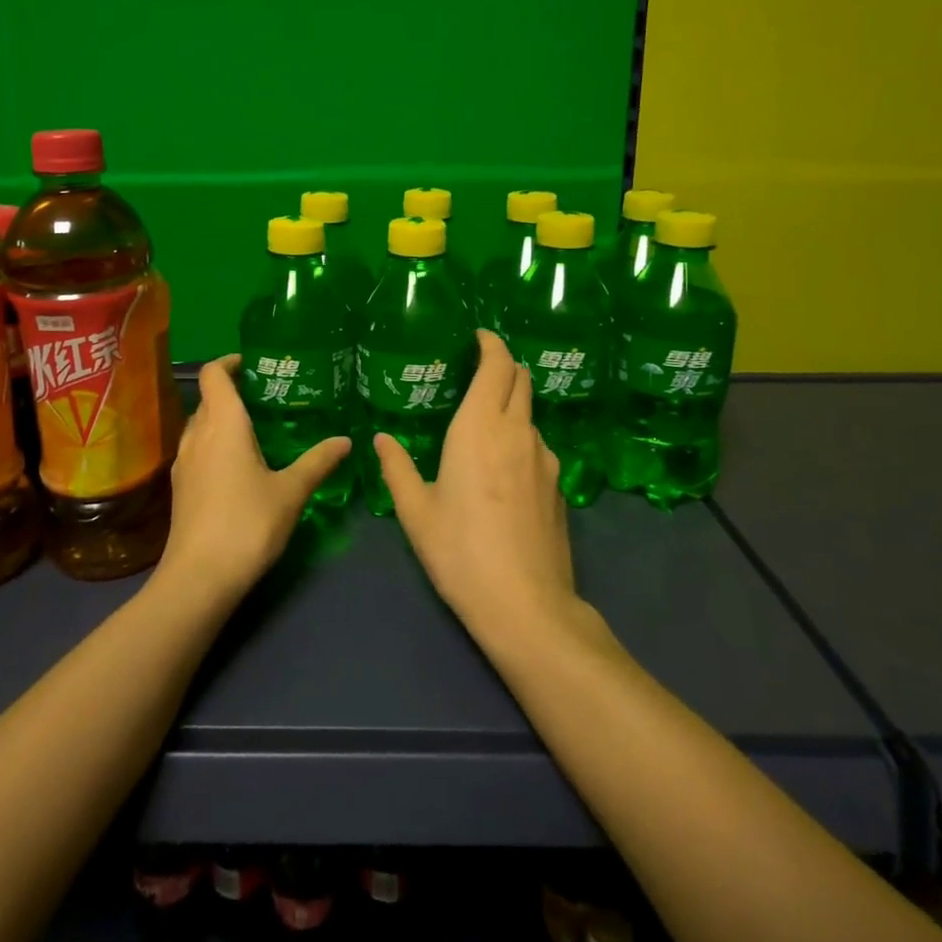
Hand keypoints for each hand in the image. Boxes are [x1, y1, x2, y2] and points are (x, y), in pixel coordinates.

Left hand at [161, 355, 350, 604]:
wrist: (199, 578)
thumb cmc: (247, 524)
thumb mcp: (291, 491)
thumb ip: (318, 462)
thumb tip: (345, 440)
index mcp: (222, 424)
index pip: (214, 374)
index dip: (230, 362)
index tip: (256, 364)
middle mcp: (197, 435)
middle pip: (209, 399)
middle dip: (234, 392)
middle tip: (270, 397)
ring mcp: (184, 463)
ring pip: (201, 426)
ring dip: (224, 420)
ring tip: (259, 430)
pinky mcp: (180, 488)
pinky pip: (198, 450)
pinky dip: (216, 445)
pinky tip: (241, 466)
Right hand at [375, 330, 576, 640]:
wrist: (526, 605)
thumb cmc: (460, 552)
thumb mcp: (416, 511)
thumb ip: (397, 468)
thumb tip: (381, 439)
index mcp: (480, 428)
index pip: (497, 365)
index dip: (490, 344)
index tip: (478, 336)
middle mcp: (518, 432)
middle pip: (521, 380)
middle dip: (503, 365)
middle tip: (477, 370)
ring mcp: (545, 459)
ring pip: (530, 414)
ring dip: (511, 404)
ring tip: (483, 424)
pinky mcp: (560, 486)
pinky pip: (538, 446)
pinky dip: (520, 438)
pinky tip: (502, 469)